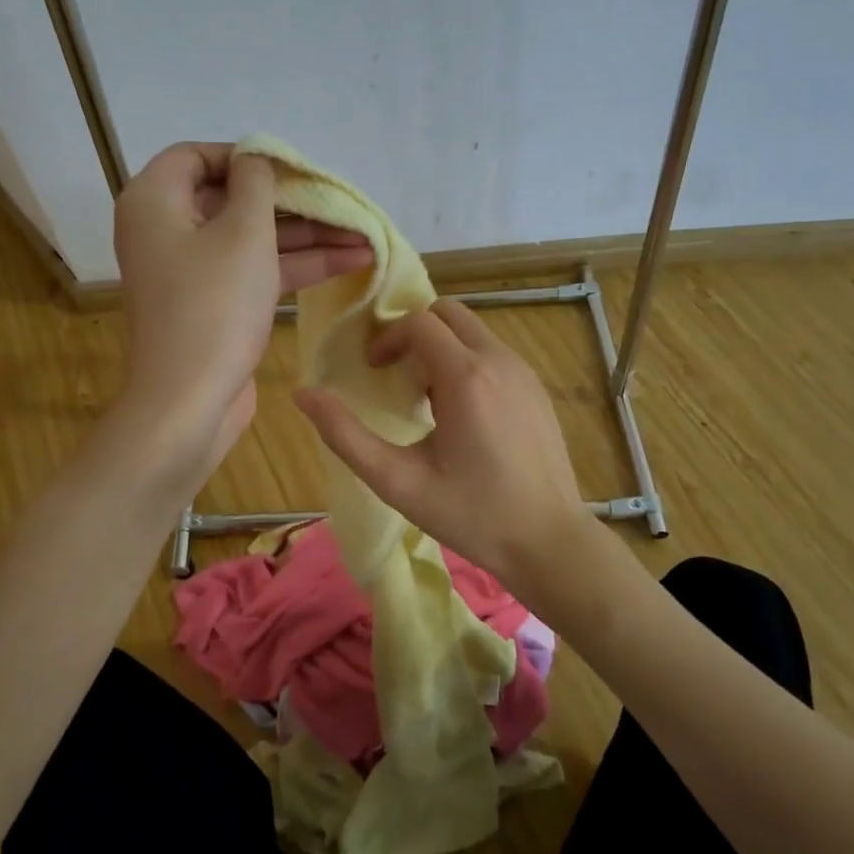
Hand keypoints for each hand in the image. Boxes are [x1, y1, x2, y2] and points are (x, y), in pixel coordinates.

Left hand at [114, 142, 371, 479]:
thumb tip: (256, 158)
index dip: (247, 156)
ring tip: (365, 235)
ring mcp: (191, 271)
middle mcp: (166, 230)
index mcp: (155, 201)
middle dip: (293, 202)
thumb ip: (256, 184)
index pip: (198, 155)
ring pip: (252, 238)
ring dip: (307, 236)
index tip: (293, 167)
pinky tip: (349, 262)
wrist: (188, 402)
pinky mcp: (213, 304)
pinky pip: (255, 270)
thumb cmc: (213, 306)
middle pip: (233, 199)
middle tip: (342, 202)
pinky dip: (296, 266)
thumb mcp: (243, 233)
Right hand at [293, 299, 591, 583]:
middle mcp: (500, 360)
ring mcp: (524, 372)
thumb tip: (303, 394)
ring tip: (427, 402)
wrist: (549, 541)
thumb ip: (345, 436)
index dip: (387, 339)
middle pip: (448, 313)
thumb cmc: (472, 515)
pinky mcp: (537, 388)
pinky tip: (463, 416)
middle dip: (414, 333)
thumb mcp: (398, 481)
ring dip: (441, 348)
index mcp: (466, 376)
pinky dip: (468, 363)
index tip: (372, 372)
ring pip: (473, 331)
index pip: (418, 321)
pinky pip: (493, 354)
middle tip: (395, 376)